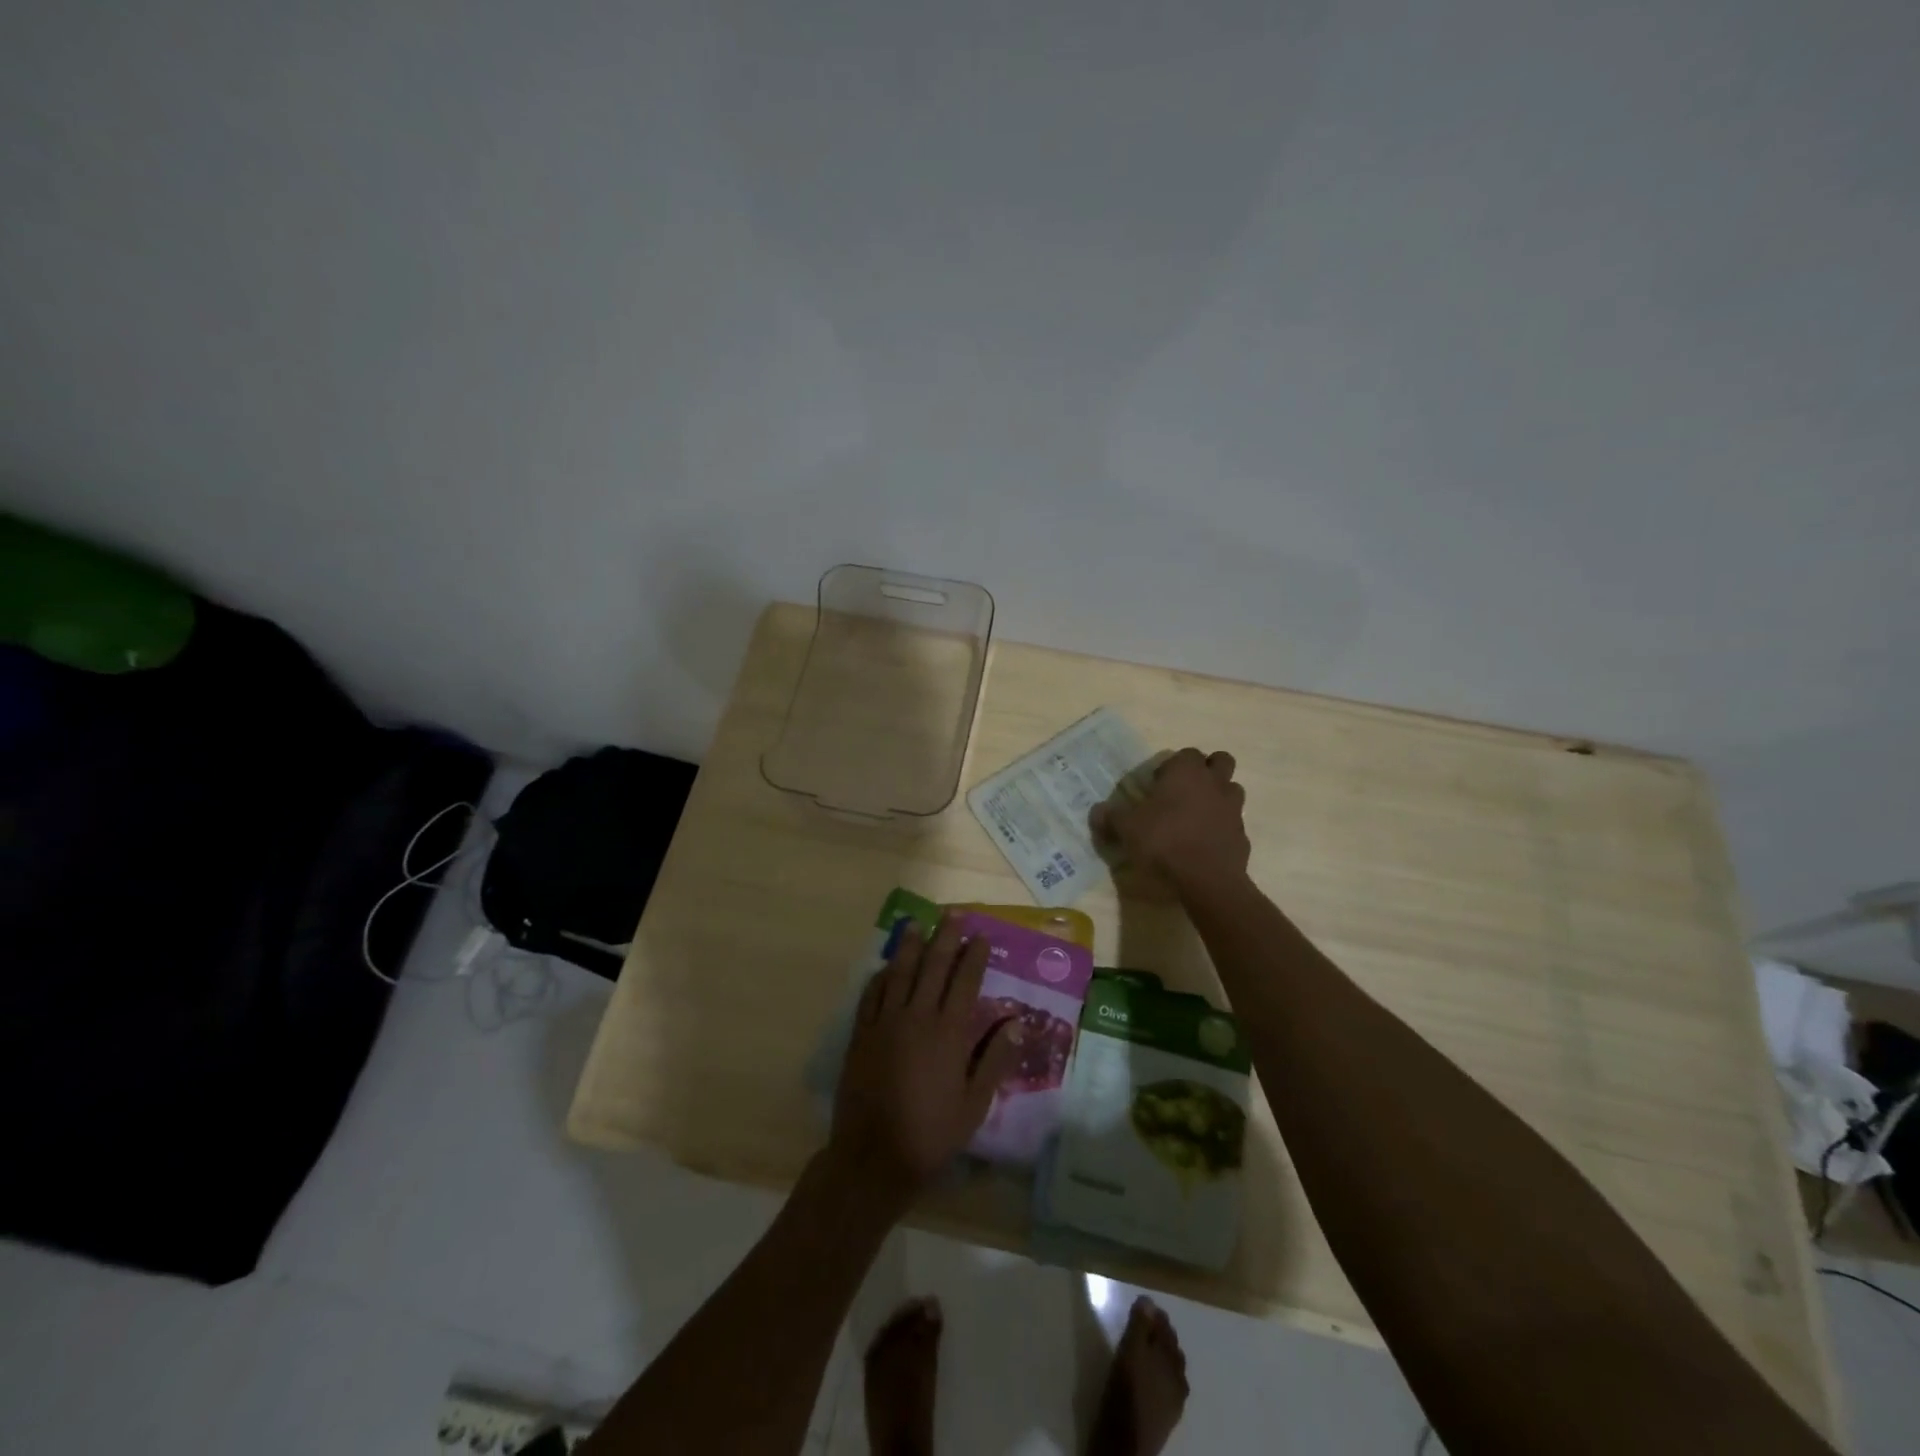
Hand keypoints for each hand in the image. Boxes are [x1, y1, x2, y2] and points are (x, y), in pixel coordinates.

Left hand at [827, 916, 1022, 1212]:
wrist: (873, 1156)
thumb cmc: (931, 1134)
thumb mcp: (974, 1105)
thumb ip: (994, 1061)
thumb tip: (1015, 1023)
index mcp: (948, 1034)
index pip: (964, 983)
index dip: (974, 957)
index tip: (981, 935)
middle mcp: (917, 1018)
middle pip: (933, 968)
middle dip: (945, 939)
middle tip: (953, 914)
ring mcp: (885, 1023)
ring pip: (899, 973)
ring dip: (909, 946)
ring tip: (916, 923)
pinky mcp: (861, 1034)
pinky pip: (871, 995)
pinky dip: (881, 976)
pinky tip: (886, 966)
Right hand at [1090, 747, 1250, 893]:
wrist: (1206, 879)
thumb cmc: (1164, 840)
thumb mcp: (1126, 828)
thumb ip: (1111, 817)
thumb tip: (1096, 811)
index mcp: (1186, 771)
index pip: (1185, 754)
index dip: (1172, 766)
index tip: (1157, 784)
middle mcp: (1214, 782)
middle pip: (1220, 761)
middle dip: (1206, 770)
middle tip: (1184, 790)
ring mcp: (1233, 808)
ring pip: (1231, 789)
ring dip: (1217, 796)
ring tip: (1196, 815)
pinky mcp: (1242, 834)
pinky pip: (1233, 822)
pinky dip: (1221, 827)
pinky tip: (1204, 843)